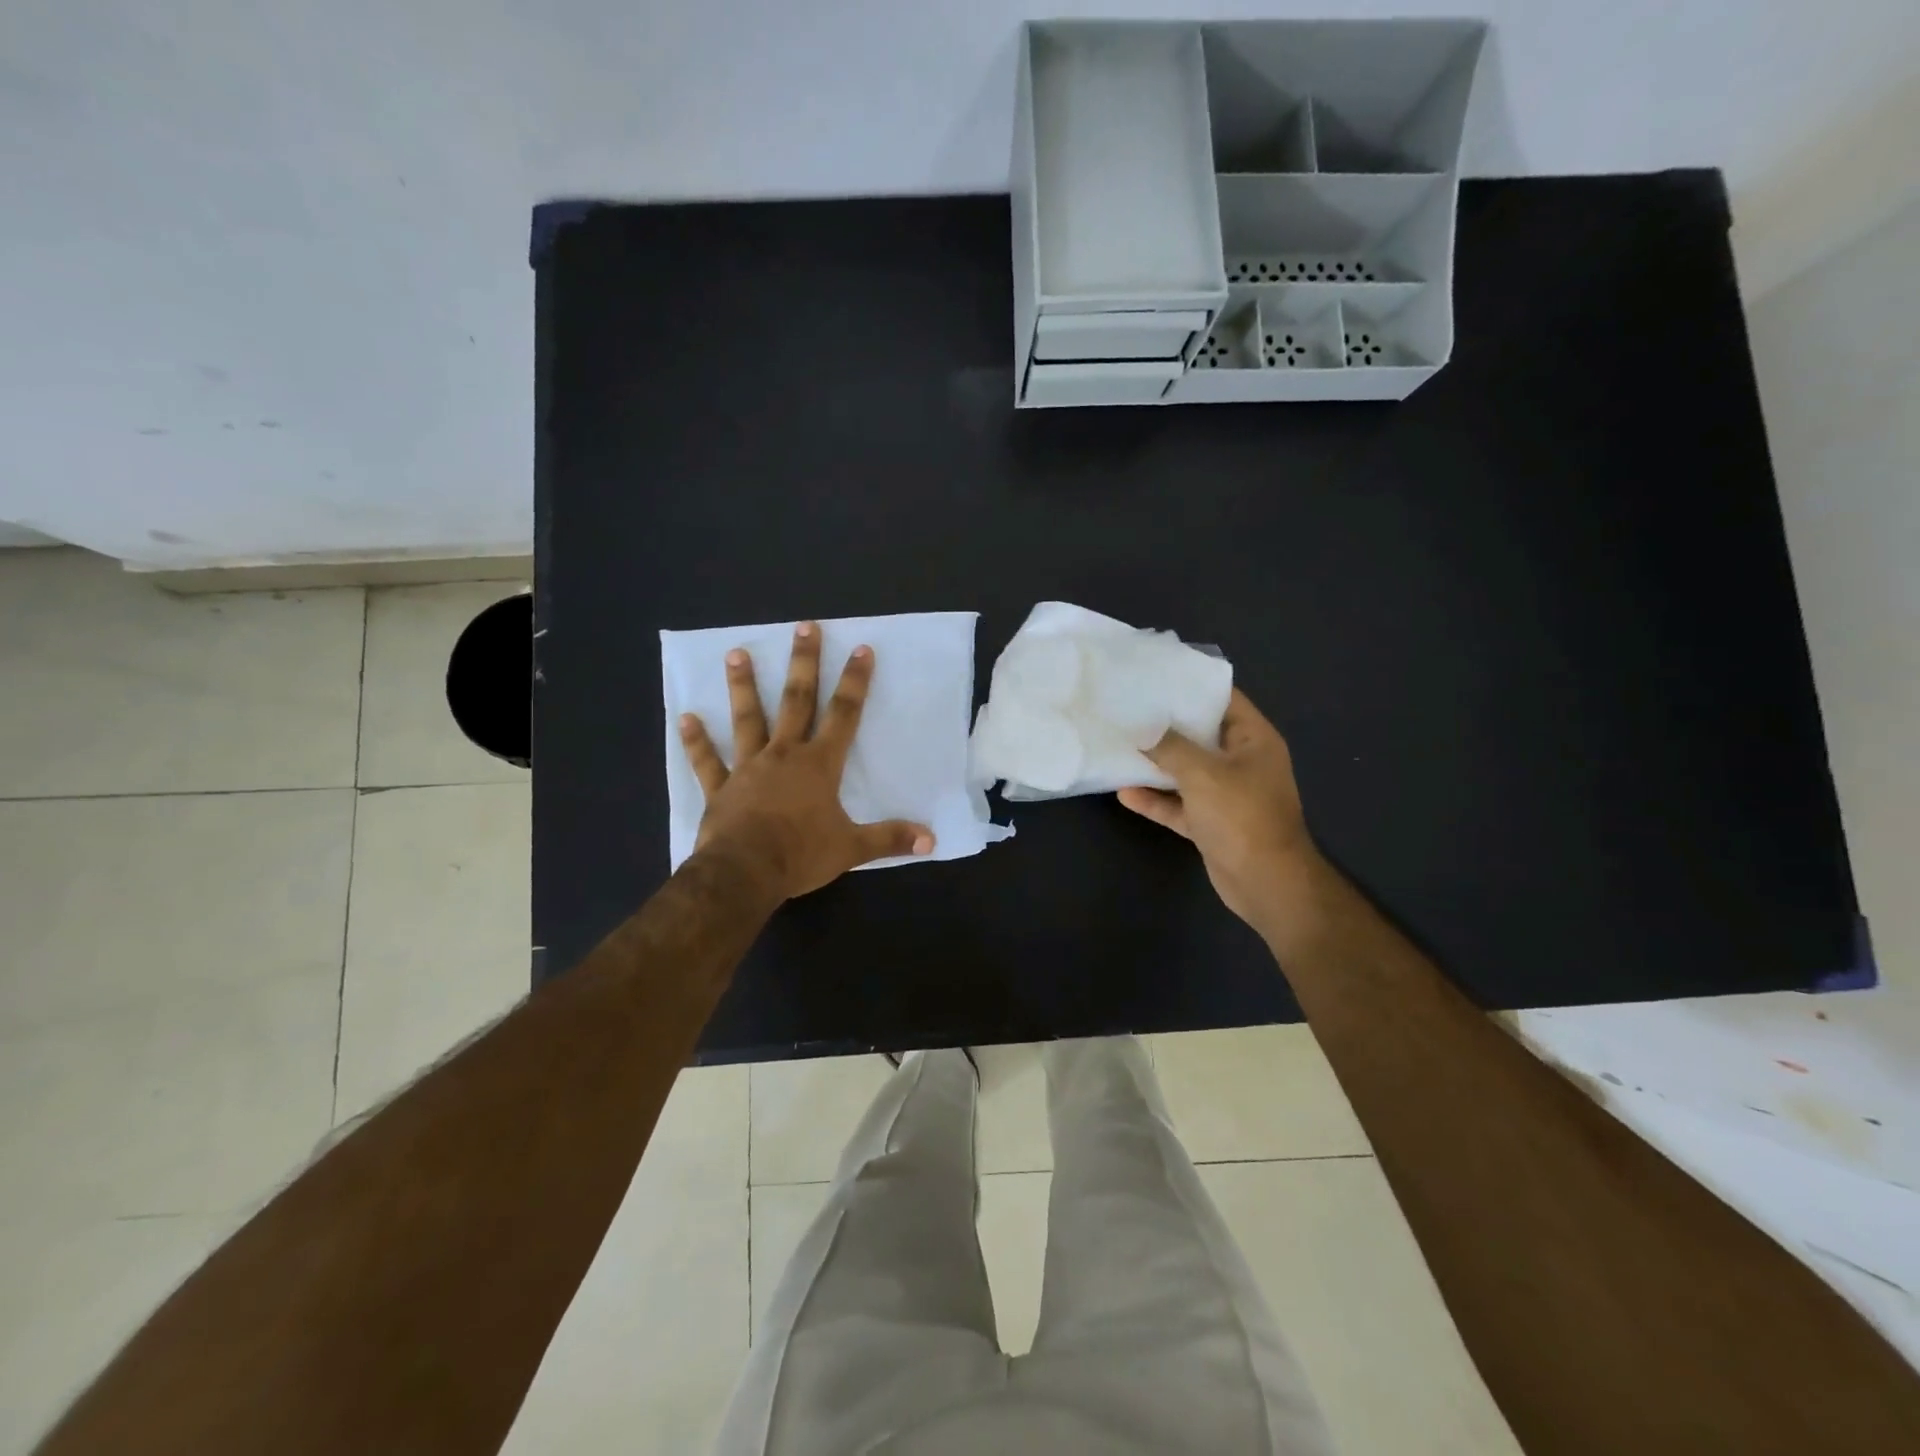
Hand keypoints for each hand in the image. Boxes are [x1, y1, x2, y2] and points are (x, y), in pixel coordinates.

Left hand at [679, 621, 934, 901]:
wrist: (745, 873)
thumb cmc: (800, 855)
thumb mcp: (852, 848)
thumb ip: (890, 839)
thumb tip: (932, 840)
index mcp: (819, 765)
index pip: (844, 715)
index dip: (855, 682)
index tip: (861, 649)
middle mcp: (784, 755)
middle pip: (796, 701)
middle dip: (804, 663)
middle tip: (804, 627)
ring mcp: (748, 768)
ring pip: (747, 719)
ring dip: (744, 686)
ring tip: (736, 653)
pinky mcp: (721, 788)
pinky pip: (708, 761)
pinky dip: (697, 740)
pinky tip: (685, 718)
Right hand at [1118, 689, 1321, 937]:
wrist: (1265, 882)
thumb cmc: (1241, 816)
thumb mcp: (1203, 773)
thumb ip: (1171, 748)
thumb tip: (1145, 733)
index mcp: (1253, 740)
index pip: (1224, 700)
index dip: (1192, 686)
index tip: (1156, 676)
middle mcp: (1242, 763)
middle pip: (1201, 735)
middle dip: (1166, 726)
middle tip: (1129, 709)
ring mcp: (1226, 795)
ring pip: (1186, 772)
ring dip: (1156, 764)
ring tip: (1121, 746)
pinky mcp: (1210, 823)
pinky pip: (1179, 805)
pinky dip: (1155, 799)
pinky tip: (1124, 793)